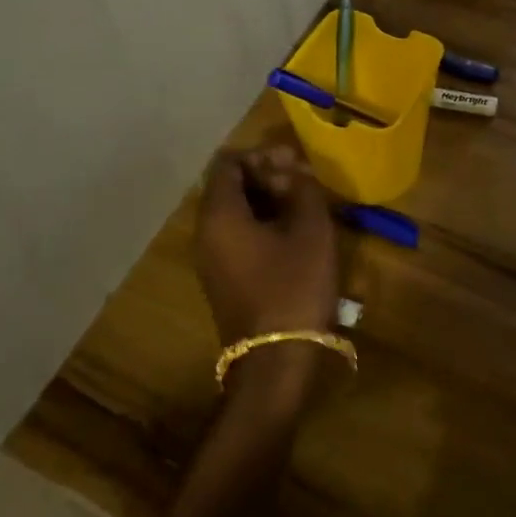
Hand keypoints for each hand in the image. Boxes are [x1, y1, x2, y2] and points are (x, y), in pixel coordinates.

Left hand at [195, 142, 339, 347]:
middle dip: (266, 176)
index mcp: (219, 215)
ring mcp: (211, 258)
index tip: (294, 163)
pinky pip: (237, 235)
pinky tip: (294, 233)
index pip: (228, 163)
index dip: (261, 154)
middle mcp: (205, 232)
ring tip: (305, 205)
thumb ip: (302, 189)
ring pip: (235, 211)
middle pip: (229, 185)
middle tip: (304, 182)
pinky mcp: (223, 278)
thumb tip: (294, 172)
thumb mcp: (310, 230)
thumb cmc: (293, 287)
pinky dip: (262, 223)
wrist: (276, 361)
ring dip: (267, 200)